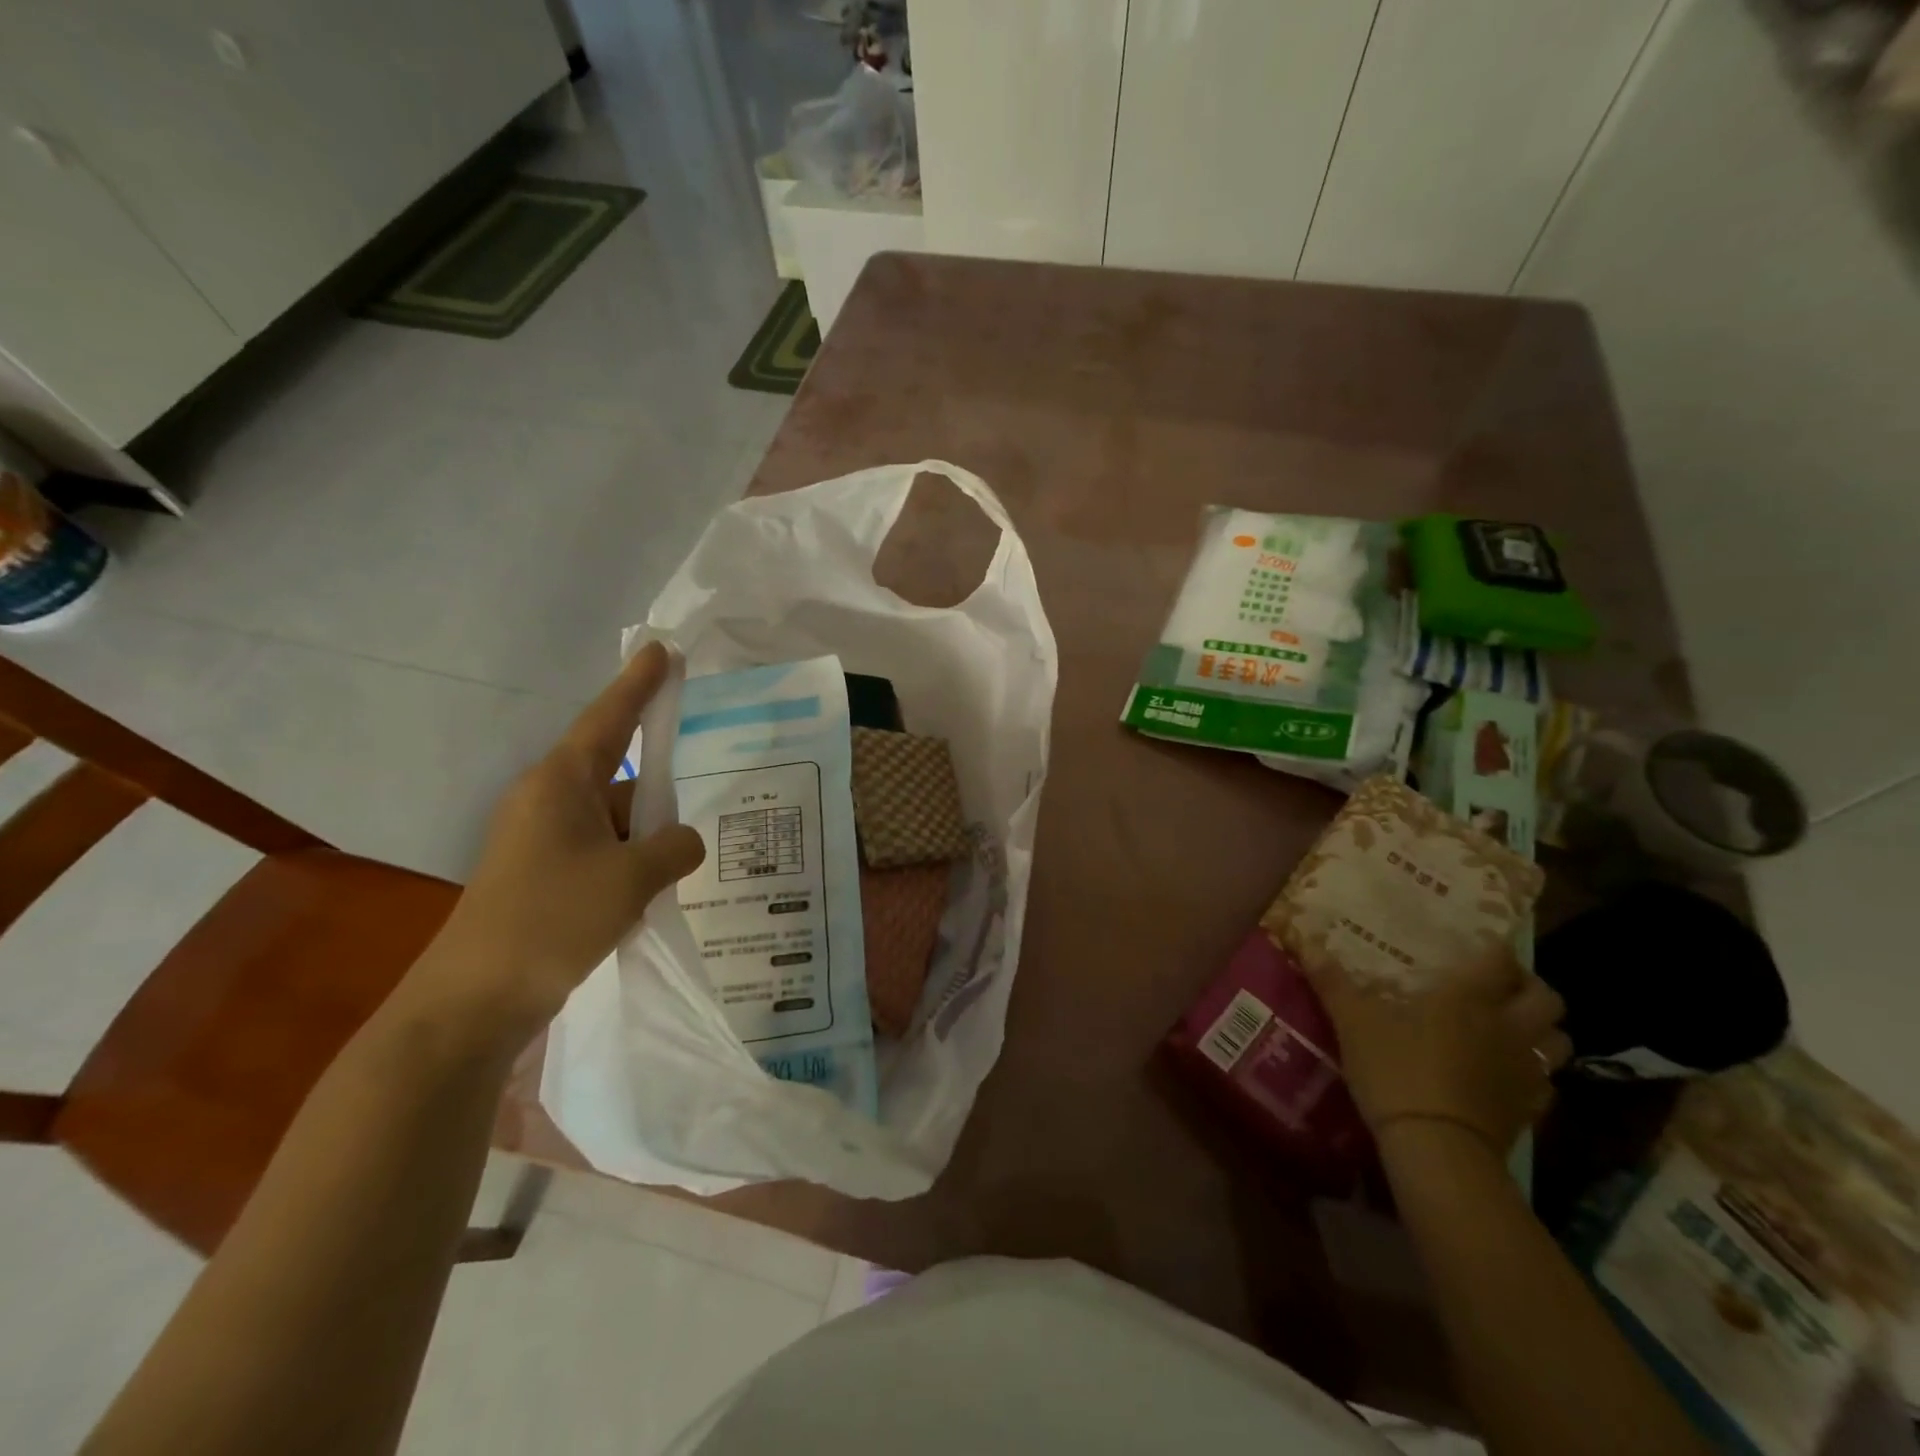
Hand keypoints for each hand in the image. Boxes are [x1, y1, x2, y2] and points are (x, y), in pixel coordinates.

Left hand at [404, 643, 705, 1049]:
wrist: (473, 1001)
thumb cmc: (552, 920)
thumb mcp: (632, 879)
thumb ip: (675, 848)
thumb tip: (686, 839)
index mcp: (561, 784)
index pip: (608, 719)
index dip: (639, 684)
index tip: (664, 649)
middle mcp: (548, 801)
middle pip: (618, 772)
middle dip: (661, 780)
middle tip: (707, 778)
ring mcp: (542, 840)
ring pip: (613, 817)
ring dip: (649, 831)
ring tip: (693, 851)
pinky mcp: (542, 875)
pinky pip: (601, 849)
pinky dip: (632, 859)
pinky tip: (661, 883)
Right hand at [1306, 948, 1571, 1156]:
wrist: (1436, 1149)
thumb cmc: (1396, 1071)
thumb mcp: (1353, 1022)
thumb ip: (1331, 980)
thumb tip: (1302, 941)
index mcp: (1469, 998)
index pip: (1498, 959)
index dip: (1492, 948)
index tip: (1476, 945)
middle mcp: (1508, 1026)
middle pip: (1546, 998)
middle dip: (1529, 986)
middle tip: (1500, 985)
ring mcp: (1526, 1070)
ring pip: (1558, 1039)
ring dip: (1542, 1028)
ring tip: (1512, 1027)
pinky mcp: (1531, 1109)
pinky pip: (1549, 1081)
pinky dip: (1536, 1072)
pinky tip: (1508, 1074)